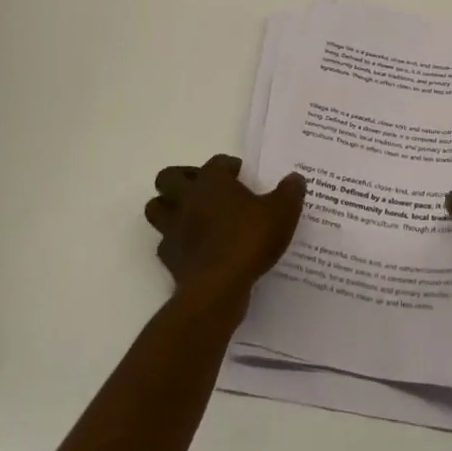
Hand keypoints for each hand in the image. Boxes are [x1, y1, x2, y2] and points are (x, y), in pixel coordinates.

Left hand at [145, 155, 305, 302]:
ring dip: (168, 208)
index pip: (216, 162)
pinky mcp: (169, 257)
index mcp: (212, 182)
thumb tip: (295, 178)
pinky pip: (165, 243)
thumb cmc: (249, 240)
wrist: (219, 288)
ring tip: (191, 215)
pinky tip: (194, 249)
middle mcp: (187, 199)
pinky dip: (176, 243)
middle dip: (181, 179)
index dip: (229, 166)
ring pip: (156, 208)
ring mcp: (173, 228)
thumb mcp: (282, 212)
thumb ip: (289, 192)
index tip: (242, 176)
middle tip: (204, 189)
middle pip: (168, 177)